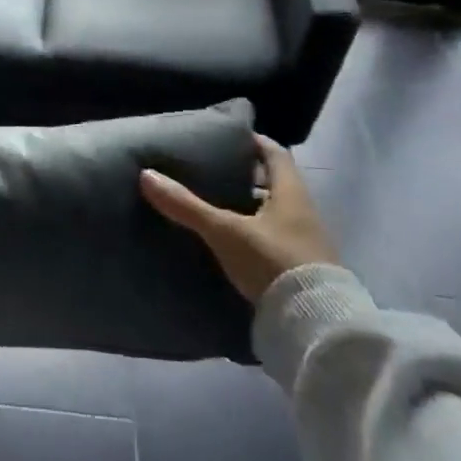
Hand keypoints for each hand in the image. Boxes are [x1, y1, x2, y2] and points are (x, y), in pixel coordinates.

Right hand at [140, 135, 337, 301]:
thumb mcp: (224, 231)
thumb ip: (186, 206)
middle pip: (274, 183)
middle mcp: (303, 212)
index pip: (275, 153)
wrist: (313, 323)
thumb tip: (147, 175)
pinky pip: (273, 239)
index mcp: (292, 193)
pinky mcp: (300, 269)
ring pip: (273, 213)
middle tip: (212, 171)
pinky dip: (253, 233)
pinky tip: (231, 241)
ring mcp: (305, 242)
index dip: (253, 142)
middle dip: (246, 176)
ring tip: (215, 205)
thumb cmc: (273, 262)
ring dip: (249, 207)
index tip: (227, 137)